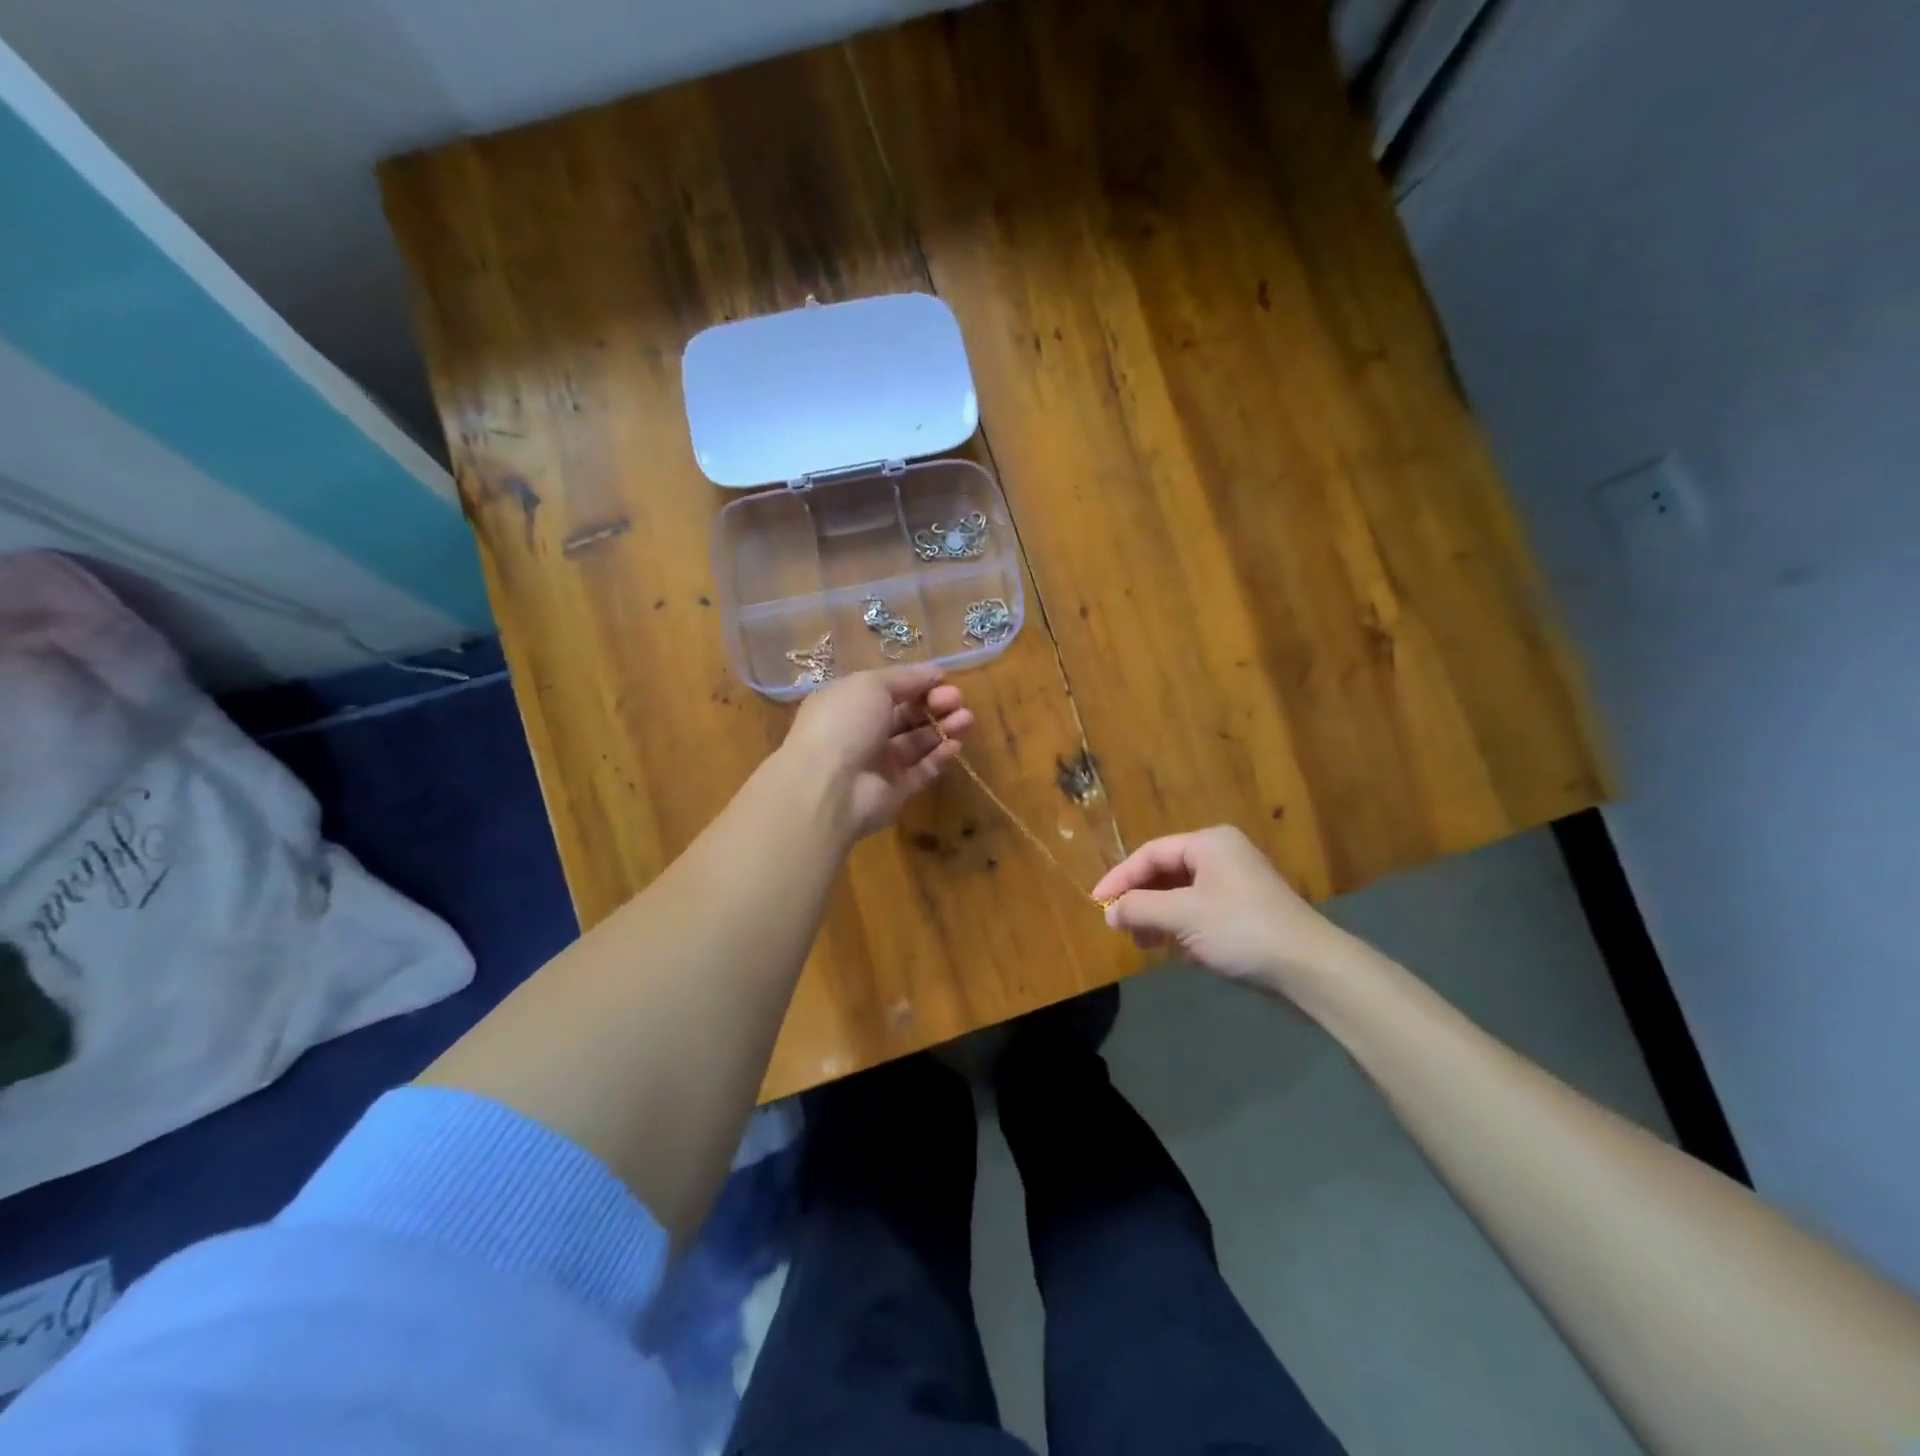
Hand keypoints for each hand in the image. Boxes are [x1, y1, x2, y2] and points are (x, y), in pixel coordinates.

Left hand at [782, 666, 973, 840]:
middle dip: (934, 704)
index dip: (917, 684)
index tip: (942, 679)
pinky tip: (956, 744)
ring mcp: (878, 764)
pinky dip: (939, 757)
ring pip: (917, 742)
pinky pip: (921, 771)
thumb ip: (906, 678)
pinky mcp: (894, 791)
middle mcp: (862, 732)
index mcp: (848, 703)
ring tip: (966, 719)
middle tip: (957, 700)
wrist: (828, 787)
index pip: (888, 690)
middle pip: (905, 715)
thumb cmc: (844, 723)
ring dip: (942, 728)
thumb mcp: (871, 685)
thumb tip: (935, 672)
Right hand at [1091, 826, 1355, 990]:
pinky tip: (1178, 951)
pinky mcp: (1247, 910)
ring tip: (1145, 943)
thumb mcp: (1183, 916)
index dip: (1120, 878)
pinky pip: (1201, 910)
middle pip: (1166, 872)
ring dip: (1159, 916)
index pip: (1150, 853)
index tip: (1097, 903)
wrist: (1310, 967)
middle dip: (1141, 900)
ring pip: (1182, 894)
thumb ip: (1140, 908)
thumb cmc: (1241, 930)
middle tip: (1120, 926)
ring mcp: (1237, 882)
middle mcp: (1223, 855)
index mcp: (1209, 843)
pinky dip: (1183, 926)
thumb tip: (1110, 912)